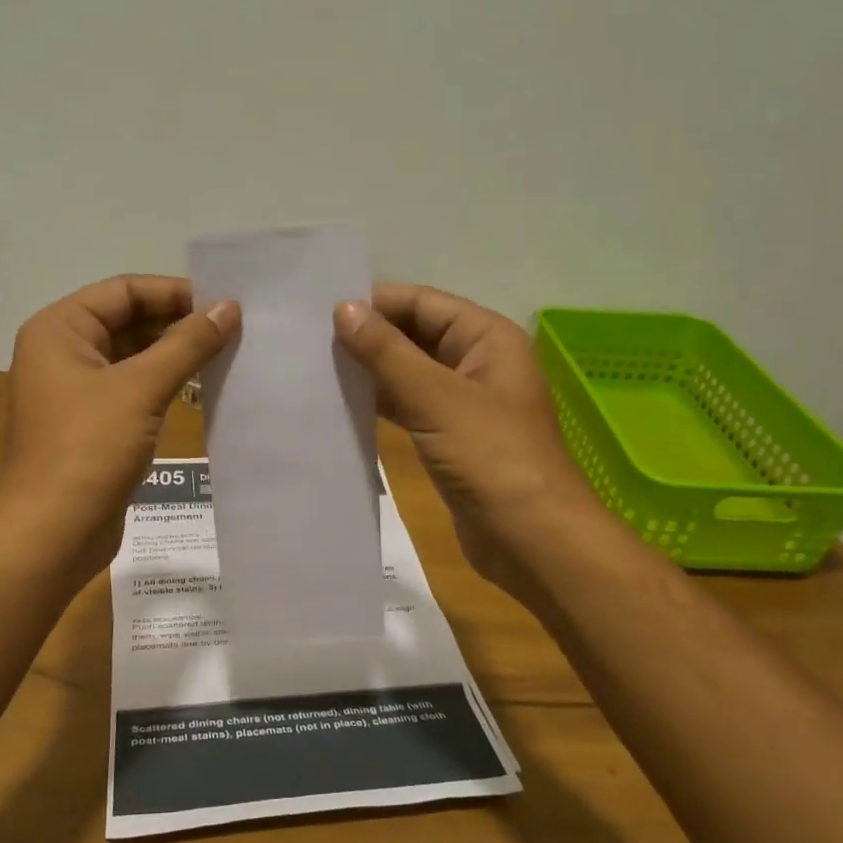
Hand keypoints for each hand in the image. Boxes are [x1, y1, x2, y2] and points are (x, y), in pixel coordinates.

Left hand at [0, 275, 239, 583]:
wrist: (51, 533)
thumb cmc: (88, 449)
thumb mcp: (141, 389)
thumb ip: (187, 344)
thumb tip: (229, 307)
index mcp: (60, 330)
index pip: (124, 291)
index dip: (175, 292)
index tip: (224, 304)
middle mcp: (63, 352)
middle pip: (128, 321)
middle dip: (179, 324)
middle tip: (234, 330)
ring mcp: (76, 391)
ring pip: (133, 358)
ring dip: (176, 356)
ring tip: (227, 356)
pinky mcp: (92, 425)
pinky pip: (133, 390)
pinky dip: (165, 386)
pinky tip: (203, 390)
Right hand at [334, 284, 611, 599]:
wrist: (531, 540)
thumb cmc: (491, 458)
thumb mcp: (435, 398)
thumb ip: (387, 352)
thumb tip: (344, 308)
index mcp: (487, 338)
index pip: (422, 302)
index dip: (376, 302)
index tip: (321, 312)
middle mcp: (478, 362)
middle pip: (416, 334)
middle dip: (370, 336)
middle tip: (311, 341)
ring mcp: (464, 402)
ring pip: (410, 371)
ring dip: (372, 370)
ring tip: (318, 368)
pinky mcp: (451, 436)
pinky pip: (411, 406)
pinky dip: (382, 403)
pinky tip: (344, 403)